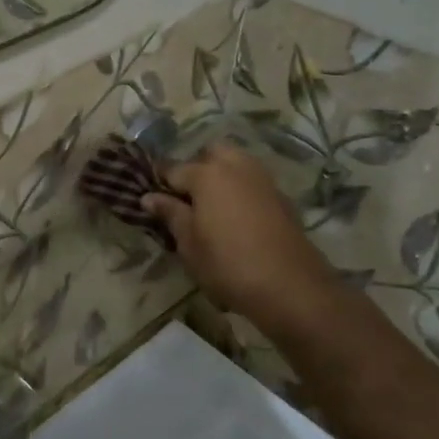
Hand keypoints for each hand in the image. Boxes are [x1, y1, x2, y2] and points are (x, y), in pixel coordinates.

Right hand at [142, 144, 337, 328]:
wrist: (289, 285)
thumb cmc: (227, 264)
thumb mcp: (188, 243)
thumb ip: (170, 214)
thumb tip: (149, 196)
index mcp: (207, 174)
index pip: (173, 168)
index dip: (158, 181)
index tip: (149, 196)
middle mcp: (236, 167)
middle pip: (211, 153)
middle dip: (196, 167)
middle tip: (186, 198)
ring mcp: (263, 179)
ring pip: (236, 163)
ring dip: (221, 175)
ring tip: (210, 208)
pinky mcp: (281, 197)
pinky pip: (252, 182)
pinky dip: (240, 190)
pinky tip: (235, 218)